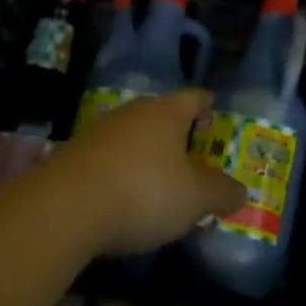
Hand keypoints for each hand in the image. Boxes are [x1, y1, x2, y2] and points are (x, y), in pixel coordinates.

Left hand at [50, 90, 246, 254]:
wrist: (64, 207)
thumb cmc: (143, 192)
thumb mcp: (194, 199)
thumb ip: (221, 193)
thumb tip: (241, 191)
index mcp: (167, 112)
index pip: (194, 98)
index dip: (206, 105)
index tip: (213, 112)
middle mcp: (133, 112)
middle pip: (161, 115)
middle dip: (176, 132)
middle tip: (191, 153)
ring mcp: (99, 131)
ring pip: (132, 136)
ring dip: (145, 153)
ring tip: (158, 179)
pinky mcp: (73, 156)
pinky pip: (107, 158)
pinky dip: (120, 172)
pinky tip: (122, 196)